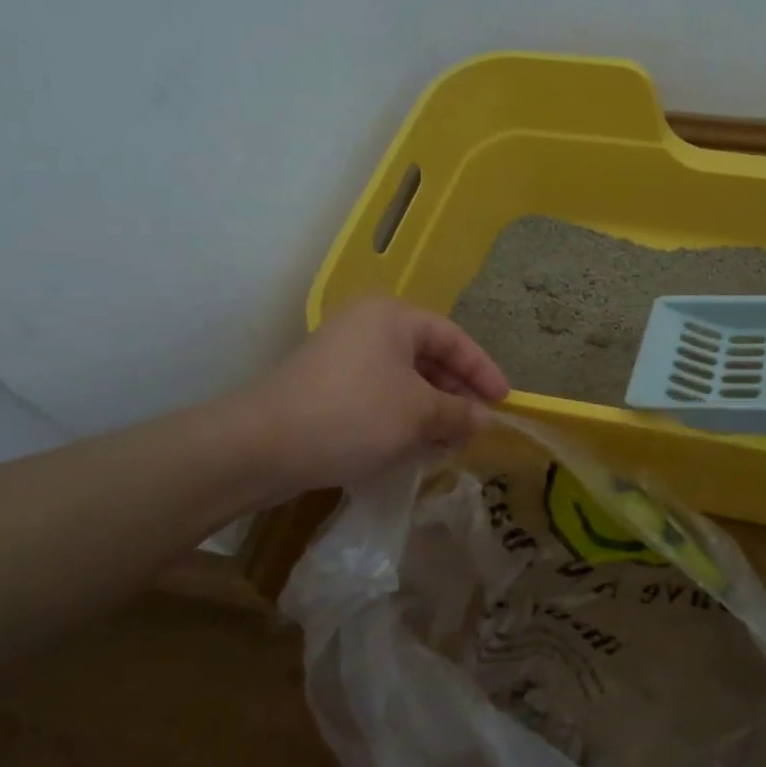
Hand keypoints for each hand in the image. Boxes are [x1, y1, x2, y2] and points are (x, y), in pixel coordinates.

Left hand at [221, 298, 509, 492]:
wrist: (262, 445)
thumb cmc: (354, 414)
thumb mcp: (418, 413)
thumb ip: (458, 413)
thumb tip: (483, 419)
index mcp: (392, 317)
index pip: (453, 338)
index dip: (482, 370)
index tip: (504, 401)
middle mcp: (368, 328)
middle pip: (428, 358)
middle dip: (456, 395)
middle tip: (476, 427)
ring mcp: (343, 358)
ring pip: (404, 382)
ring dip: (431, 412)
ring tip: (450, 444)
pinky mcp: (326, 389)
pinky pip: (379, 398)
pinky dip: (402, 419)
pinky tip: (414, 449)